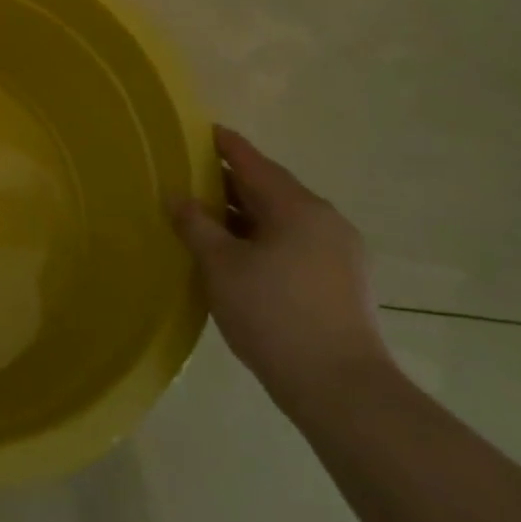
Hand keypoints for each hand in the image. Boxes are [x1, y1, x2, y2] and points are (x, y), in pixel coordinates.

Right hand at [172, 127, 390, 414]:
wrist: (342, 390)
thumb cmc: (274, 315)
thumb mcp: (221, 266)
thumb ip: (196, 225)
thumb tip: (178, 196)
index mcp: (297, 206)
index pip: (252, 161)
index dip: (224, 145)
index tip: (201, 130)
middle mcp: (324, 220)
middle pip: (270, 188)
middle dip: (230, 182)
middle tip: (191, 177)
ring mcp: (339, 252)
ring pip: (283, 218)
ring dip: (246, 214)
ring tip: (208, 217)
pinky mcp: (342, 282)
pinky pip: (295, 243)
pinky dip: (264, 238)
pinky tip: (239, 255)